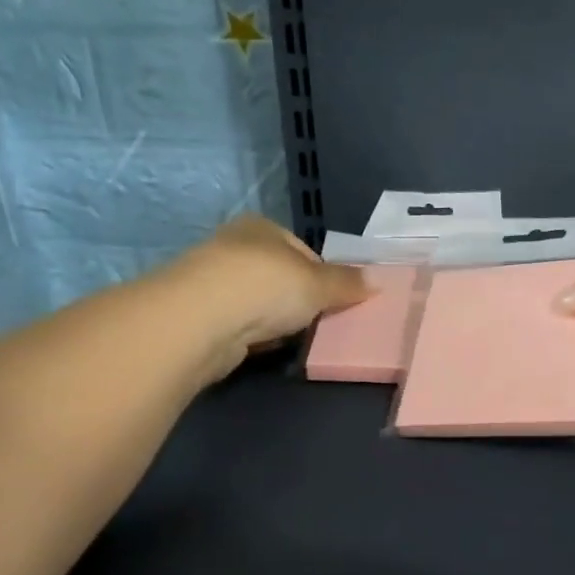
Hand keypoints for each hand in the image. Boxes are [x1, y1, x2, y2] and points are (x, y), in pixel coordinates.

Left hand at [174, 216, 368, 351]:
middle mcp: (234, 246)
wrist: (200, 320)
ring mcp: (212, 280)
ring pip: (258, 301)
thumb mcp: (318, 283)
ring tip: (293, 339)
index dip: (324, 276)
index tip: (337, 302)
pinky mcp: (199, 315)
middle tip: (320, 323)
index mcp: (262, 227)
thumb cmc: (266, 286)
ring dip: (274, 319)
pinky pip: (239, 324)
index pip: (303, 250)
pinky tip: (263, 347)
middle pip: (280, 275)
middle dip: (299, 299)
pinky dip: (253, 335)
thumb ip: (346, 283)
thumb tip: (375, 282)